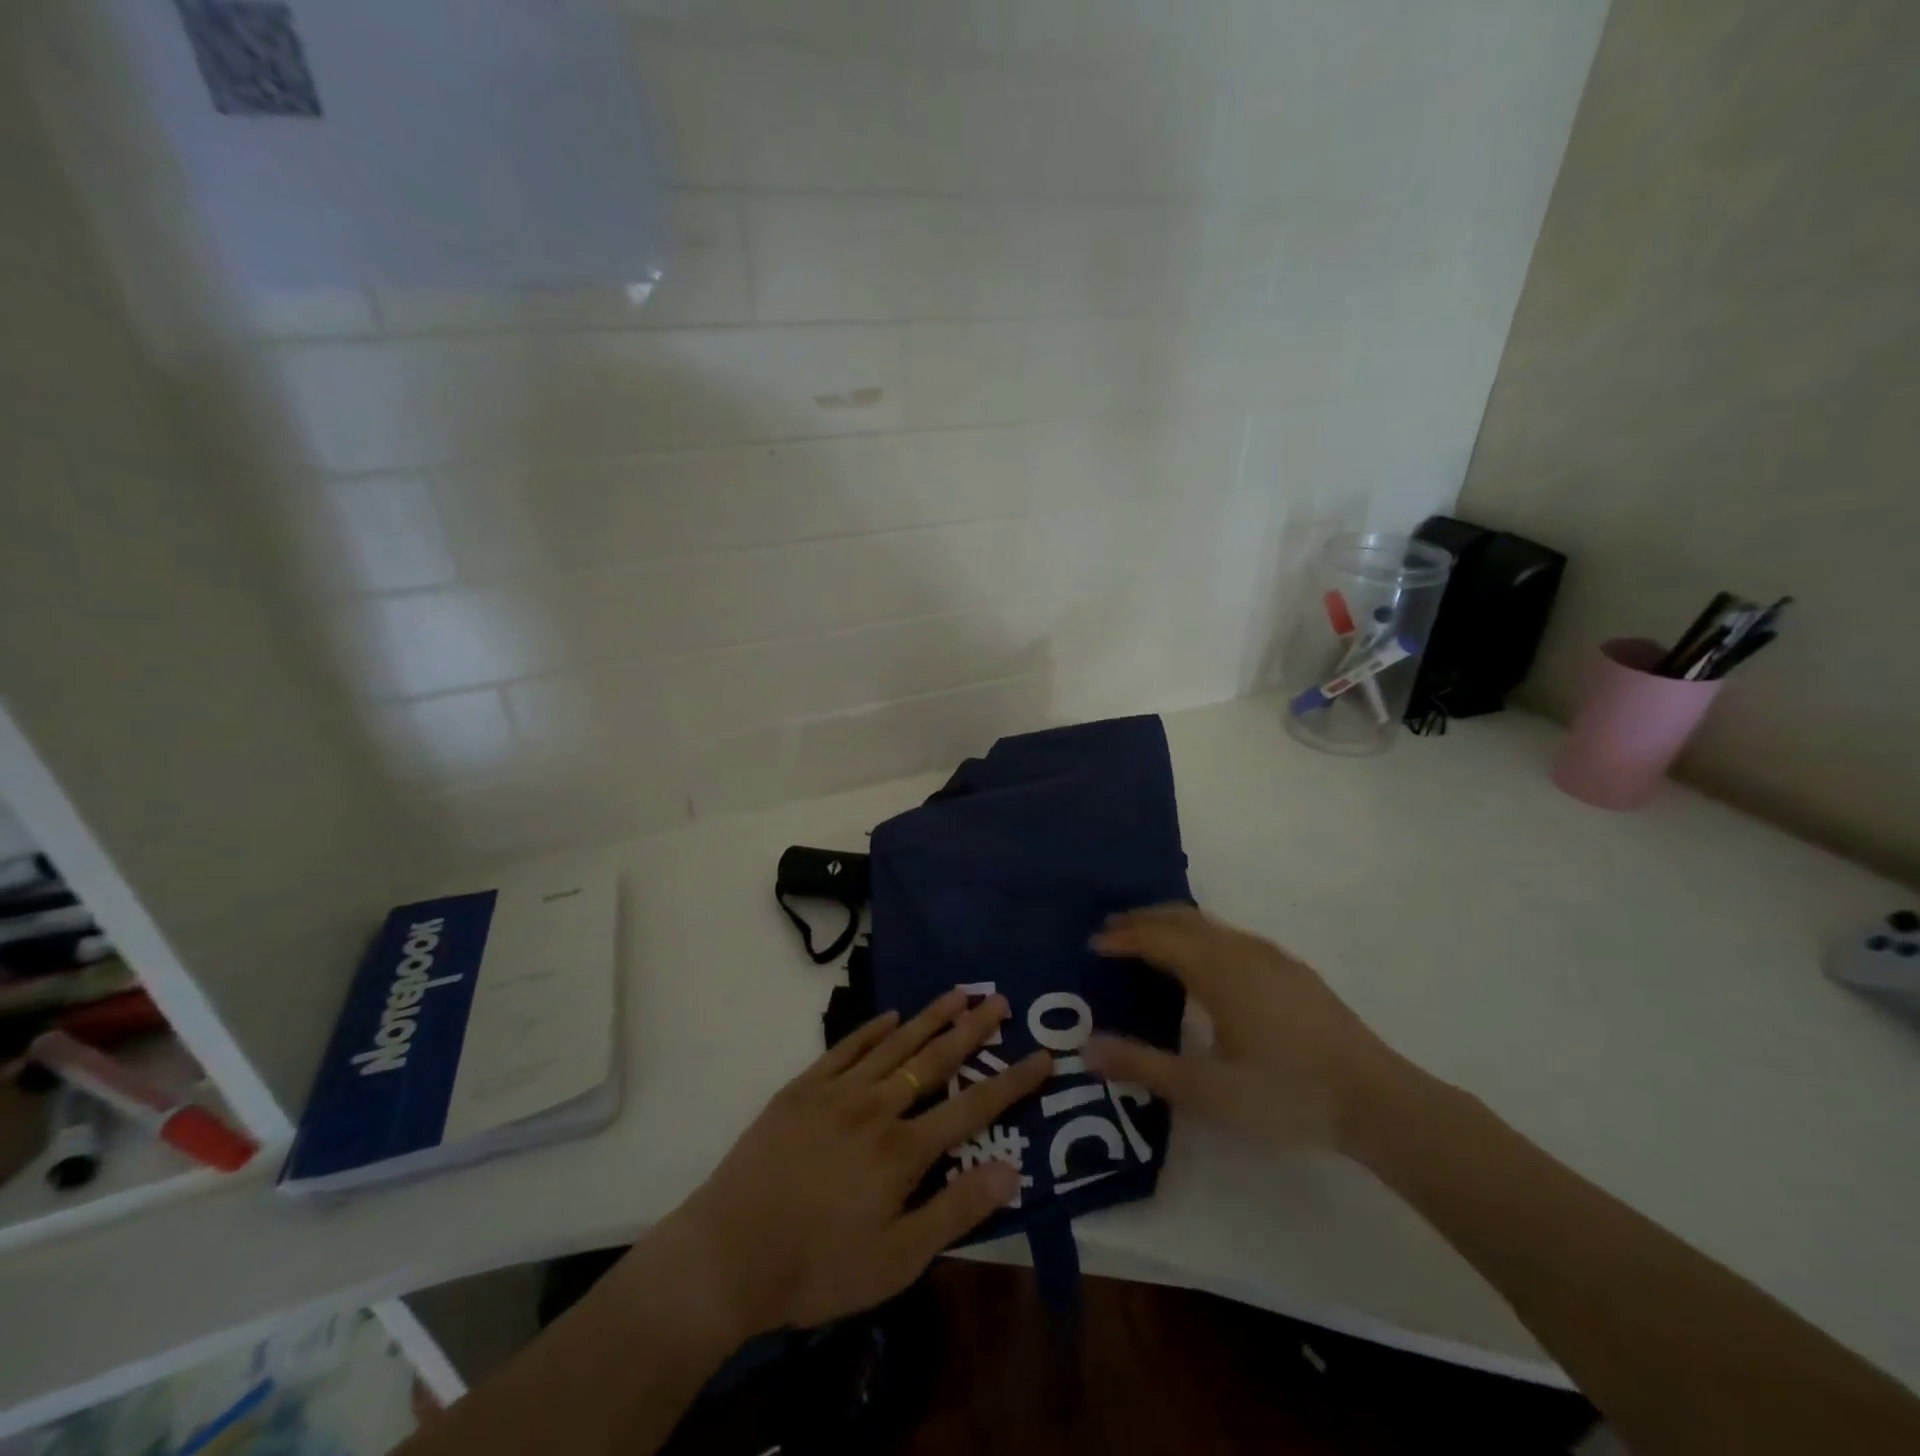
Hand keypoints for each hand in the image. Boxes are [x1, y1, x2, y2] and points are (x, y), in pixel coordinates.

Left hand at [663, 991, 1050, 1339]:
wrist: (728, 1253)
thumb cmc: (818, 1266)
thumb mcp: (896, 1260)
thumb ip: (955, 1211)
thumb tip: (1011, 1171)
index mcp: (903, 1150)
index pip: (972, 1107)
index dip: (1011, 1082)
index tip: (1042, 1055)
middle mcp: (876, 1107)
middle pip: (934, 1060)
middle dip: (972, 1029)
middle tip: (999, 999)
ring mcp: (837, 1092)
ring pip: (894, 1044)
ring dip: (929, 1017)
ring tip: (958, 991)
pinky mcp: (802, 1089)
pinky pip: (845, 1048)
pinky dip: (871, 1030)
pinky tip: (889, 1016)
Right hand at [1084, 905, 1407, 1150]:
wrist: (1378, 1101)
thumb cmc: (1286, 1093)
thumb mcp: (1207, 1090)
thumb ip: (1144, 1066)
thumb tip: (1086, 1049)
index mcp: (1217, 970)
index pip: (1157, 938)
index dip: (1123, 938)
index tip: (1093, 943)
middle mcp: (1241, 950)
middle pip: (1182, 918)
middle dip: (1143, 920)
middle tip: (1112, 930)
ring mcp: (1271, 957)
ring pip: (1209, 924)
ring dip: (1172, 924)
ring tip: (1149, 940)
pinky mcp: (1292, 970)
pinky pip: (1230, 935)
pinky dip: (1200, 935)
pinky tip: (1205, 963)